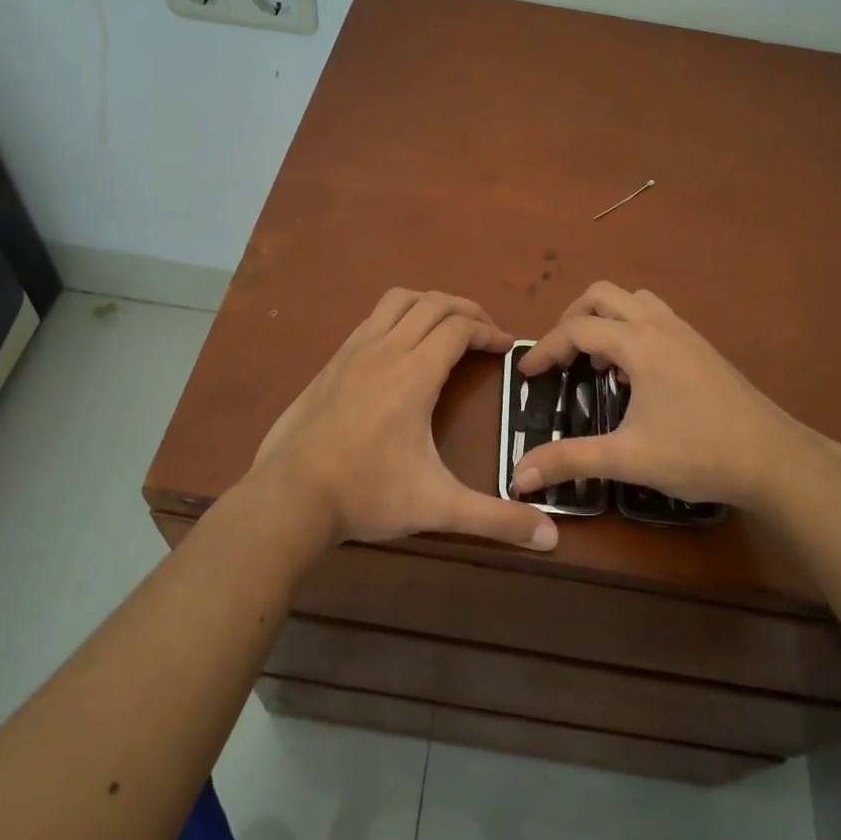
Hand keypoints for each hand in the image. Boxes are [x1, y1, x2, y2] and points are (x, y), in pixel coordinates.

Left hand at [248, 289, 557, 551]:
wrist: (289, 496)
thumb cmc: (367, 494)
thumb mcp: (437, 507)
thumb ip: (495, 520)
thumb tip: (551, 538)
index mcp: (415, 373)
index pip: (460, 327)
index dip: (489, 331)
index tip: (507, 347)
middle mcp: (386, 349)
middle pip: (434, 303)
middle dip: (467, 309)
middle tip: (486, 332)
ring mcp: (354, 351)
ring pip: (398, 301)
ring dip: (430, 304)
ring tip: (447, 327)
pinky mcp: (332, 361)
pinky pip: (372, 318)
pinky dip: (398, 317)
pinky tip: (400, 347)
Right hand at [512, 282, 840, 514]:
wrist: (774, 459)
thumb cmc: (698, 453)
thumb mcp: (627, 458)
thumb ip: (569, 460)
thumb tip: (518, 475)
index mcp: (638, 343)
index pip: (577, 329)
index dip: (545, 349)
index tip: (527, 375)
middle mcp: (659, 324)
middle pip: (602, 295)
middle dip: (572, 318)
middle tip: (561, 356)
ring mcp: (684, 331)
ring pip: (632, 299)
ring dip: (605, 317)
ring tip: (596, 359)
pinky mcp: (701, 345)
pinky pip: (654, 314)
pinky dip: (631, 326)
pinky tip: (635, 370)